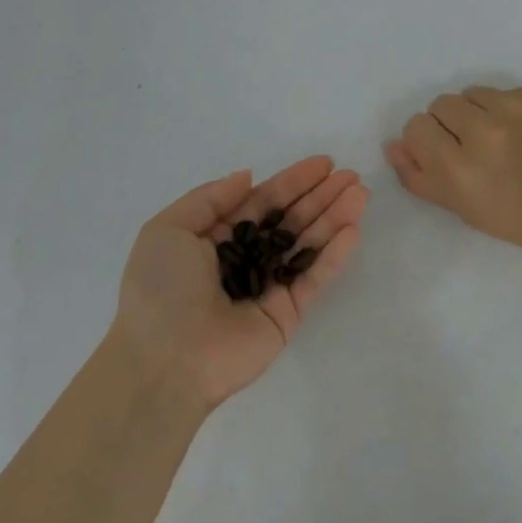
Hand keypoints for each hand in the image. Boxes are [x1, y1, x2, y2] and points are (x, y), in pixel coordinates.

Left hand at [113, 157, 367, 411]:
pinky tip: (352, 230)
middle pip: (290, 221)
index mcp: (216, 239)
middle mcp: (246, 260)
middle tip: (350, 176)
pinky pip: (314, 279)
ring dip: (334, 219)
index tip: (323, 164)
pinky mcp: (288, 313)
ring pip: (307, 246)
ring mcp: (269, 287)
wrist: (166, 358)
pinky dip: (334, 255)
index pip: (262, 203)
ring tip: (360, 194)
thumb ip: (210, 199)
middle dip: (320, 197)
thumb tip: (248, 177)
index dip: (291, 182)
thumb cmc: (160, 288)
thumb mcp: (168, 229)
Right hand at [384, 85, 521, 255]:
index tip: (444, 154)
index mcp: (457, 166)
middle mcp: (482, 130)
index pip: (416, 127)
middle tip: (471, 147)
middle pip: (440, 105)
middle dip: (450, 124)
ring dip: (477, 112)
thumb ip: (418, 175)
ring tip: (498, 137)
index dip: (426, 141)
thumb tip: (393, 144)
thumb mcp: (459, 206)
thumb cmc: (513, 217)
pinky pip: (505, 92)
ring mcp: (514, 108)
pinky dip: (508, 109)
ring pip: (472, 94)